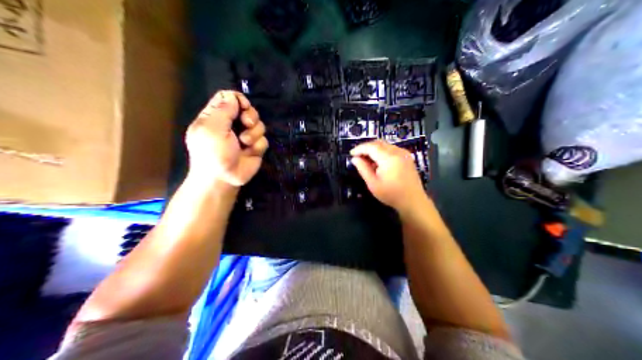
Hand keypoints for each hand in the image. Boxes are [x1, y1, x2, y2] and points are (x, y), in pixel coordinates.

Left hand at [185, 91, 268, 186]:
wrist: (222, 180)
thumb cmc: (212, 153)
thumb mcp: (212, 128)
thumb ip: (223, 109)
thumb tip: (234, 97)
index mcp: (215, 117)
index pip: (227, 97)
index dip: (237, 99)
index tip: (242, 107)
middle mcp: (230, 125)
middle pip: (247, 109)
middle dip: (250, 115)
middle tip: (246, 124)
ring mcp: (244, 137)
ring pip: (258, 124)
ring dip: (254, 132)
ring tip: (245, 143)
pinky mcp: (254, 148)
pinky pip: (263, 140)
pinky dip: (257, 145)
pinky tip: (249, 152)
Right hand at [349, 140, 427, 213]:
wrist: (413, 201)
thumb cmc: (391, 194)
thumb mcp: (373, 184)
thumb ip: (363, 169)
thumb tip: (355, 159)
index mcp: (389, 158)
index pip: (371, 147)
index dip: (359, 148)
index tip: (351, 154)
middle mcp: (397, 152)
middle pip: (378, 143)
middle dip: (366, 147)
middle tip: (358, 156)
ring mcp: (404, 153)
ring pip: (385, 145)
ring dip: (375, 149)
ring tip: (367, 160)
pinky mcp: (407, 157)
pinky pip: (392, 149)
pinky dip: (383, 151)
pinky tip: (379, 162)